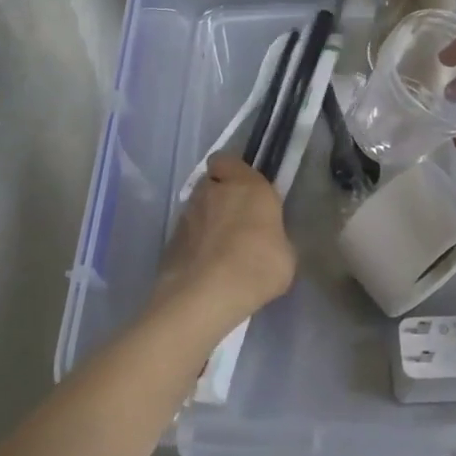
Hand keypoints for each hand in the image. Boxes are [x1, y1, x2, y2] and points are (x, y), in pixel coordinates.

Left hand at [153, 155, 295, 331]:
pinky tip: (204, 266)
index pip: (228, 160)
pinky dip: (193, 244)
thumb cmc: (257, 266)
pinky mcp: (170, 239)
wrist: (206, 295)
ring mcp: (187, 214)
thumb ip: (274, 236)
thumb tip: (267, 240)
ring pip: (196, 207)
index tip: (245, 190)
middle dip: (219, 195)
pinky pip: (185, 234)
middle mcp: (213, 191)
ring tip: (218, 249)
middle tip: (234, 220)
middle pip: (211, 183)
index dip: (233, 172)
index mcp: (247, 185)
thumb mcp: (285, 254)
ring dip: (205, 220)